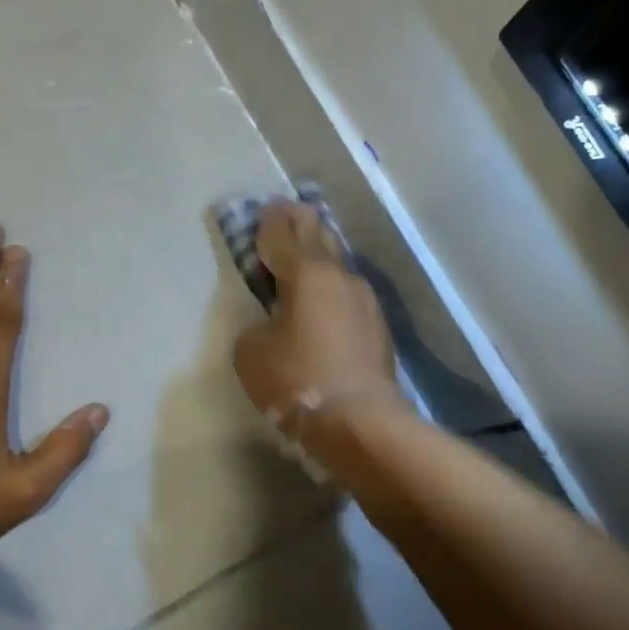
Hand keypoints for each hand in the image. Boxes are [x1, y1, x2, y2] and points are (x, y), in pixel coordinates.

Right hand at [232, 201, 404, 450]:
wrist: (359, 421)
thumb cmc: (296, 379)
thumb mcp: (251, 351)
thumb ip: (257, 325)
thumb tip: (273, 324)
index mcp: (306, 273)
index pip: (283, 234)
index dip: (270, 221)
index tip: (265, 209)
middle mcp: (340, 277)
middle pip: (319, 236)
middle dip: (301, 223)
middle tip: (287, 214)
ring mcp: (365, 301)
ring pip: (338, 266)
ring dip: (320, 257)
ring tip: (306, 256)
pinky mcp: (378, 327)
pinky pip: (348, 295)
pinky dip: (332, 289)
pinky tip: (325, 300)